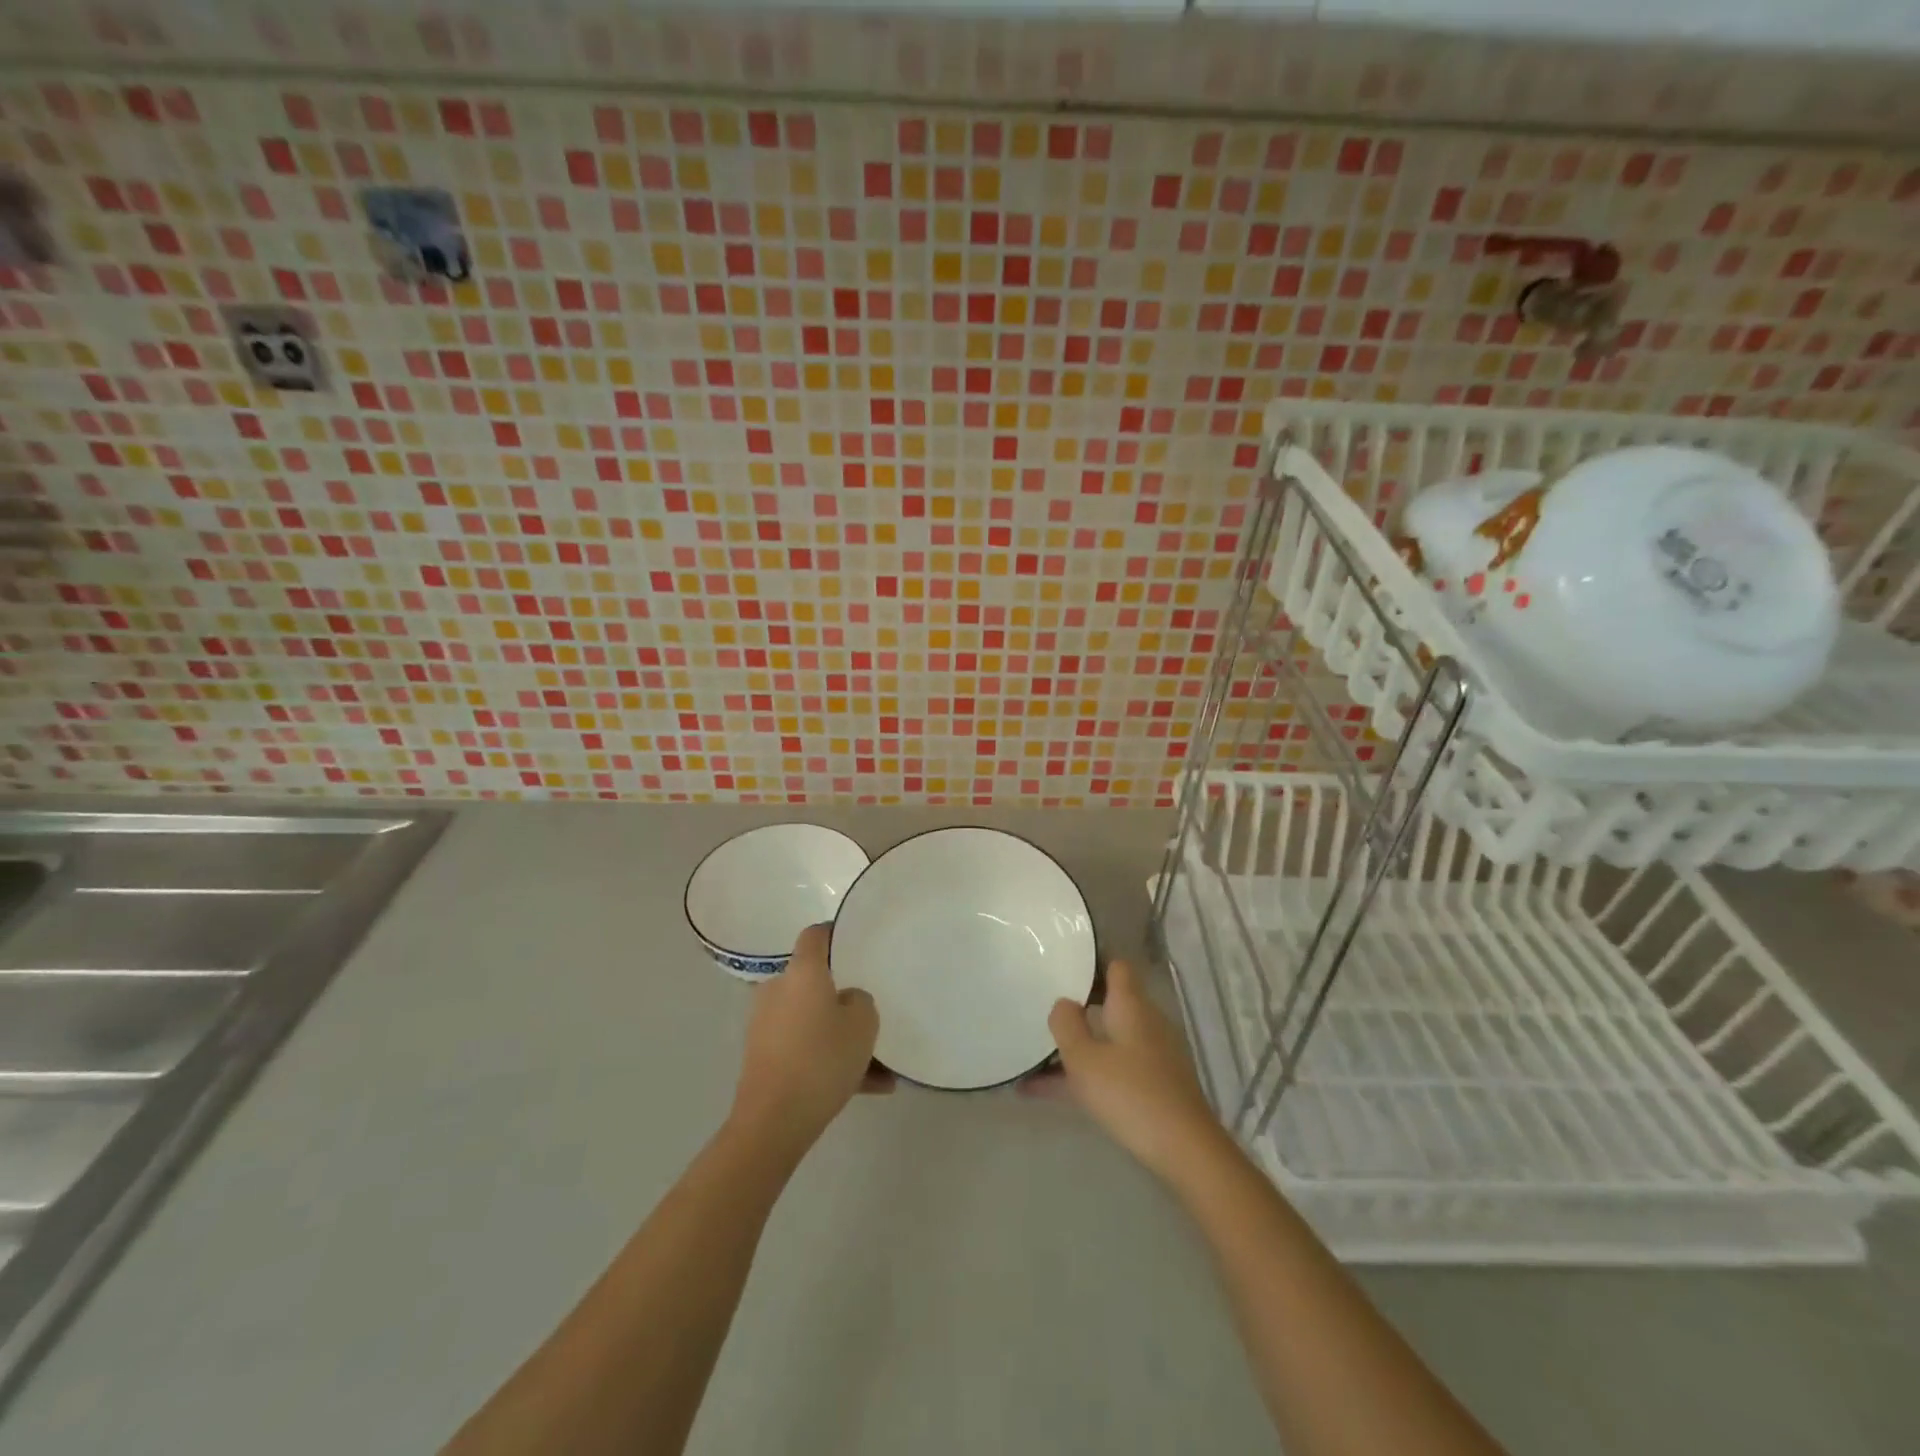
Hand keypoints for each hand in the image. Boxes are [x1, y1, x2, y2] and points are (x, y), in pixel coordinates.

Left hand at [731, 925, 888, 1159]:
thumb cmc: (822, 1058)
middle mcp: (778, 990)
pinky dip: (829, 1060)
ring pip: (813, 1021)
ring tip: (879, 1067)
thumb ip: (861, 1000)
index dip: (834, 933)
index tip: (855, 940)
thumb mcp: (863, 1023)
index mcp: (801, 972)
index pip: (815, 935)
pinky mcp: (763, 1057)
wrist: (773, 1121)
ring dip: (840, 1036)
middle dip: (842, 997)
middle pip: (814, 982)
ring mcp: (766, 1025)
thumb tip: (846, 1000)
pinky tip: (868, 1088)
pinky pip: (804, 1048)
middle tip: (870, 1013)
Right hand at [1043, 960, 1226, 1183]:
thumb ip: (1067, 1025)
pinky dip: (1090, 1072)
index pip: (1116, 967)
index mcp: (1131, 1006)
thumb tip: (1064, 1002)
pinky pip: (1116, 1066)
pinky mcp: (1158, 1084)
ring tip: (1037, 1061)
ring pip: (1110, 1039)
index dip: (1092, 964)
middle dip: (1079, 1008)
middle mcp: (1147, 1022)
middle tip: (1045, 1014)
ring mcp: (1156, 1054)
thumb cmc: (1129, 1094)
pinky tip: (1052, 1093)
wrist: (1186, 1150)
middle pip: (1112, 1002)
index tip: (1063, 969)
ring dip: (1079, 1046)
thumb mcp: (1084, 1059)